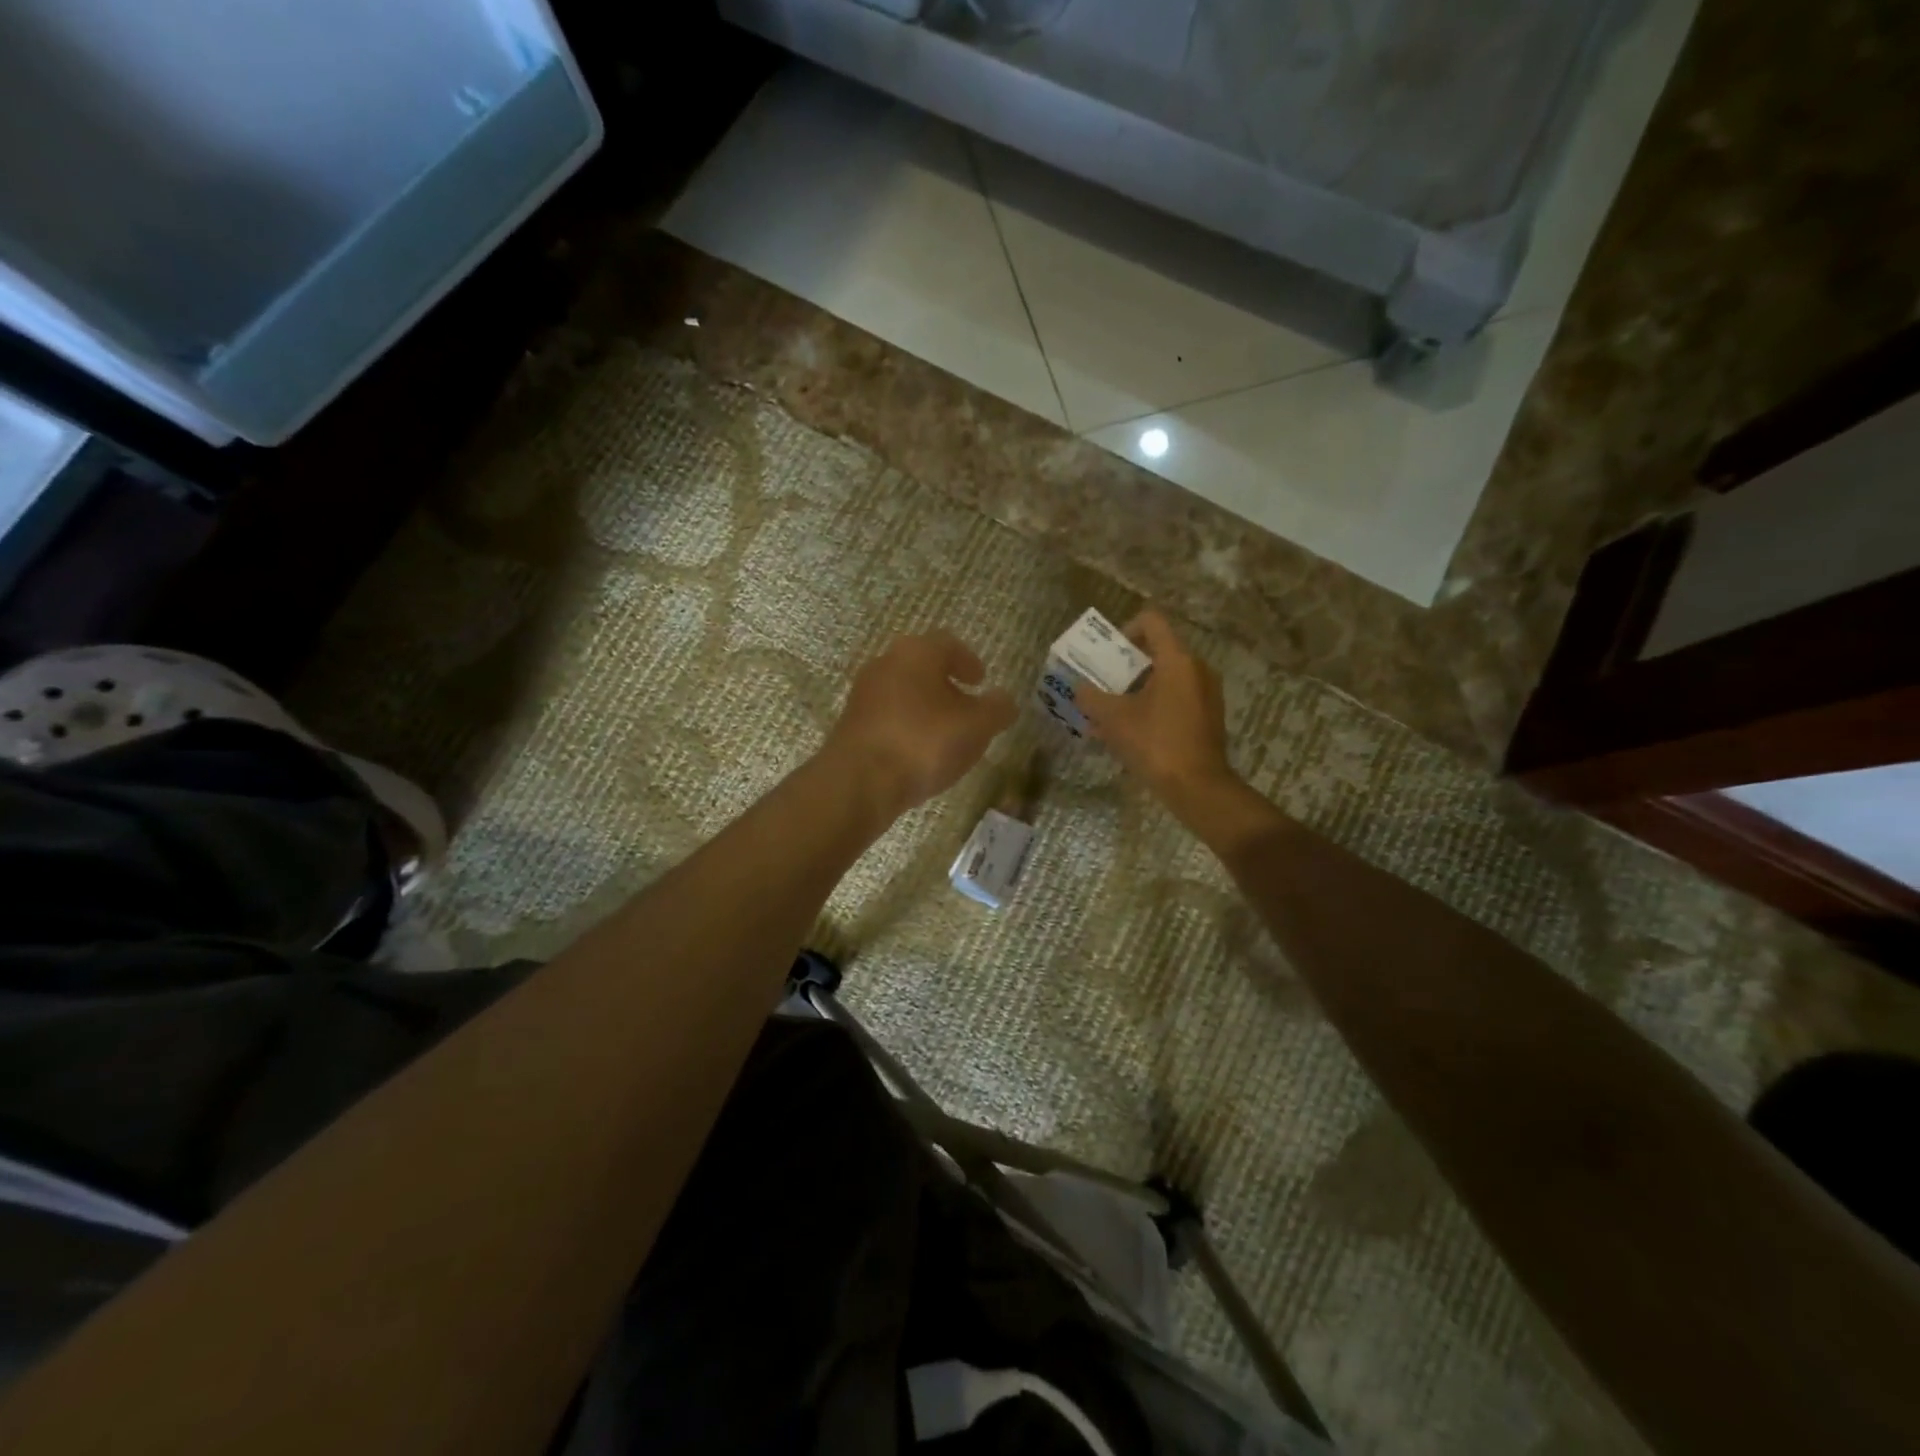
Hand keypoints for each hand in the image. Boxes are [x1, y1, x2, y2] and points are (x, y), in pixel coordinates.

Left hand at [823, 631, 1017, 821]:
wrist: (860, 782)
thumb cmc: (924, 742)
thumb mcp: (977, 726)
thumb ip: (997, 709)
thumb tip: (1005, 700)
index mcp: (916, 652)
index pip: (947, 644)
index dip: (968, 661)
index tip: (981, 681)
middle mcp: (885, 664)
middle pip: (921, 666)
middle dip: (945, 684)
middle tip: (965, 706)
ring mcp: (863, 695)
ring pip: (903, 692)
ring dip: (925, 707)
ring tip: (945, 735)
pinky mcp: (851, 725)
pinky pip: (887, 718)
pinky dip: (906, 727)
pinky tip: (918, 753)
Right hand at [1077, 611, 1236, 803]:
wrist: (1197, 787)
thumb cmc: (1154, 743)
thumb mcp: (1113, 719)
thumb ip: (1091, 697)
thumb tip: (1078, 688)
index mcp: (1177, 660)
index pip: (1152, 622)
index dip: (1125, 629)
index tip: (1108, 654)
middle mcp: (1197, 669)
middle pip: (1158, 651)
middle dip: (1126, 666)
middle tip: (1103, 684)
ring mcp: (1206, 694)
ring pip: (1166, 679)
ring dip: (1137, 689)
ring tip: (1112, 713)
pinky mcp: (1208, 717)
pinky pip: (1176, 699)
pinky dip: (1153, 706)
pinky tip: (1131, 732)